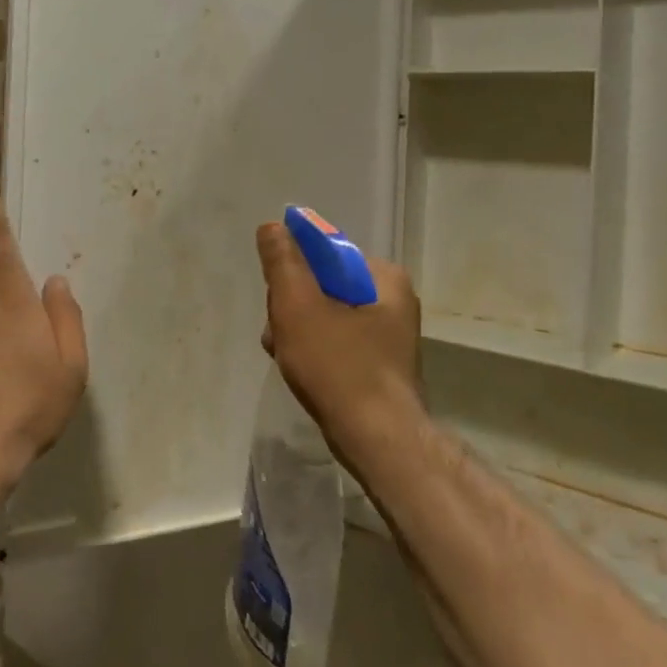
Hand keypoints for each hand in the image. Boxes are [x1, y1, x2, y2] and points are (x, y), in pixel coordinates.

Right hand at [257, 221, 423, 462]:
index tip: (278, 299)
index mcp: (385, 277)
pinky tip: (298, 369)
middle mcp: (393, 301)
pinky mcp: (379, 365)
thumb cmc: (337, 365)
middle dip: (292, 307)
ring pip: (326, 316)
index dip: (293, 272)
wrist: (375, 440)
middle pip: (324, 286)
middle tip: (278, 332)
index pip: (326, 255)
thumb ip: (282, 262)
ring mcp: (388, 336)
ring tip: (283, 355)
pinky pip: (337, 343)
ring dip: (297, 330)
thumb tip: (272, 226)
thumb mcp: (298, 304)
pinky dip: (314, 351)